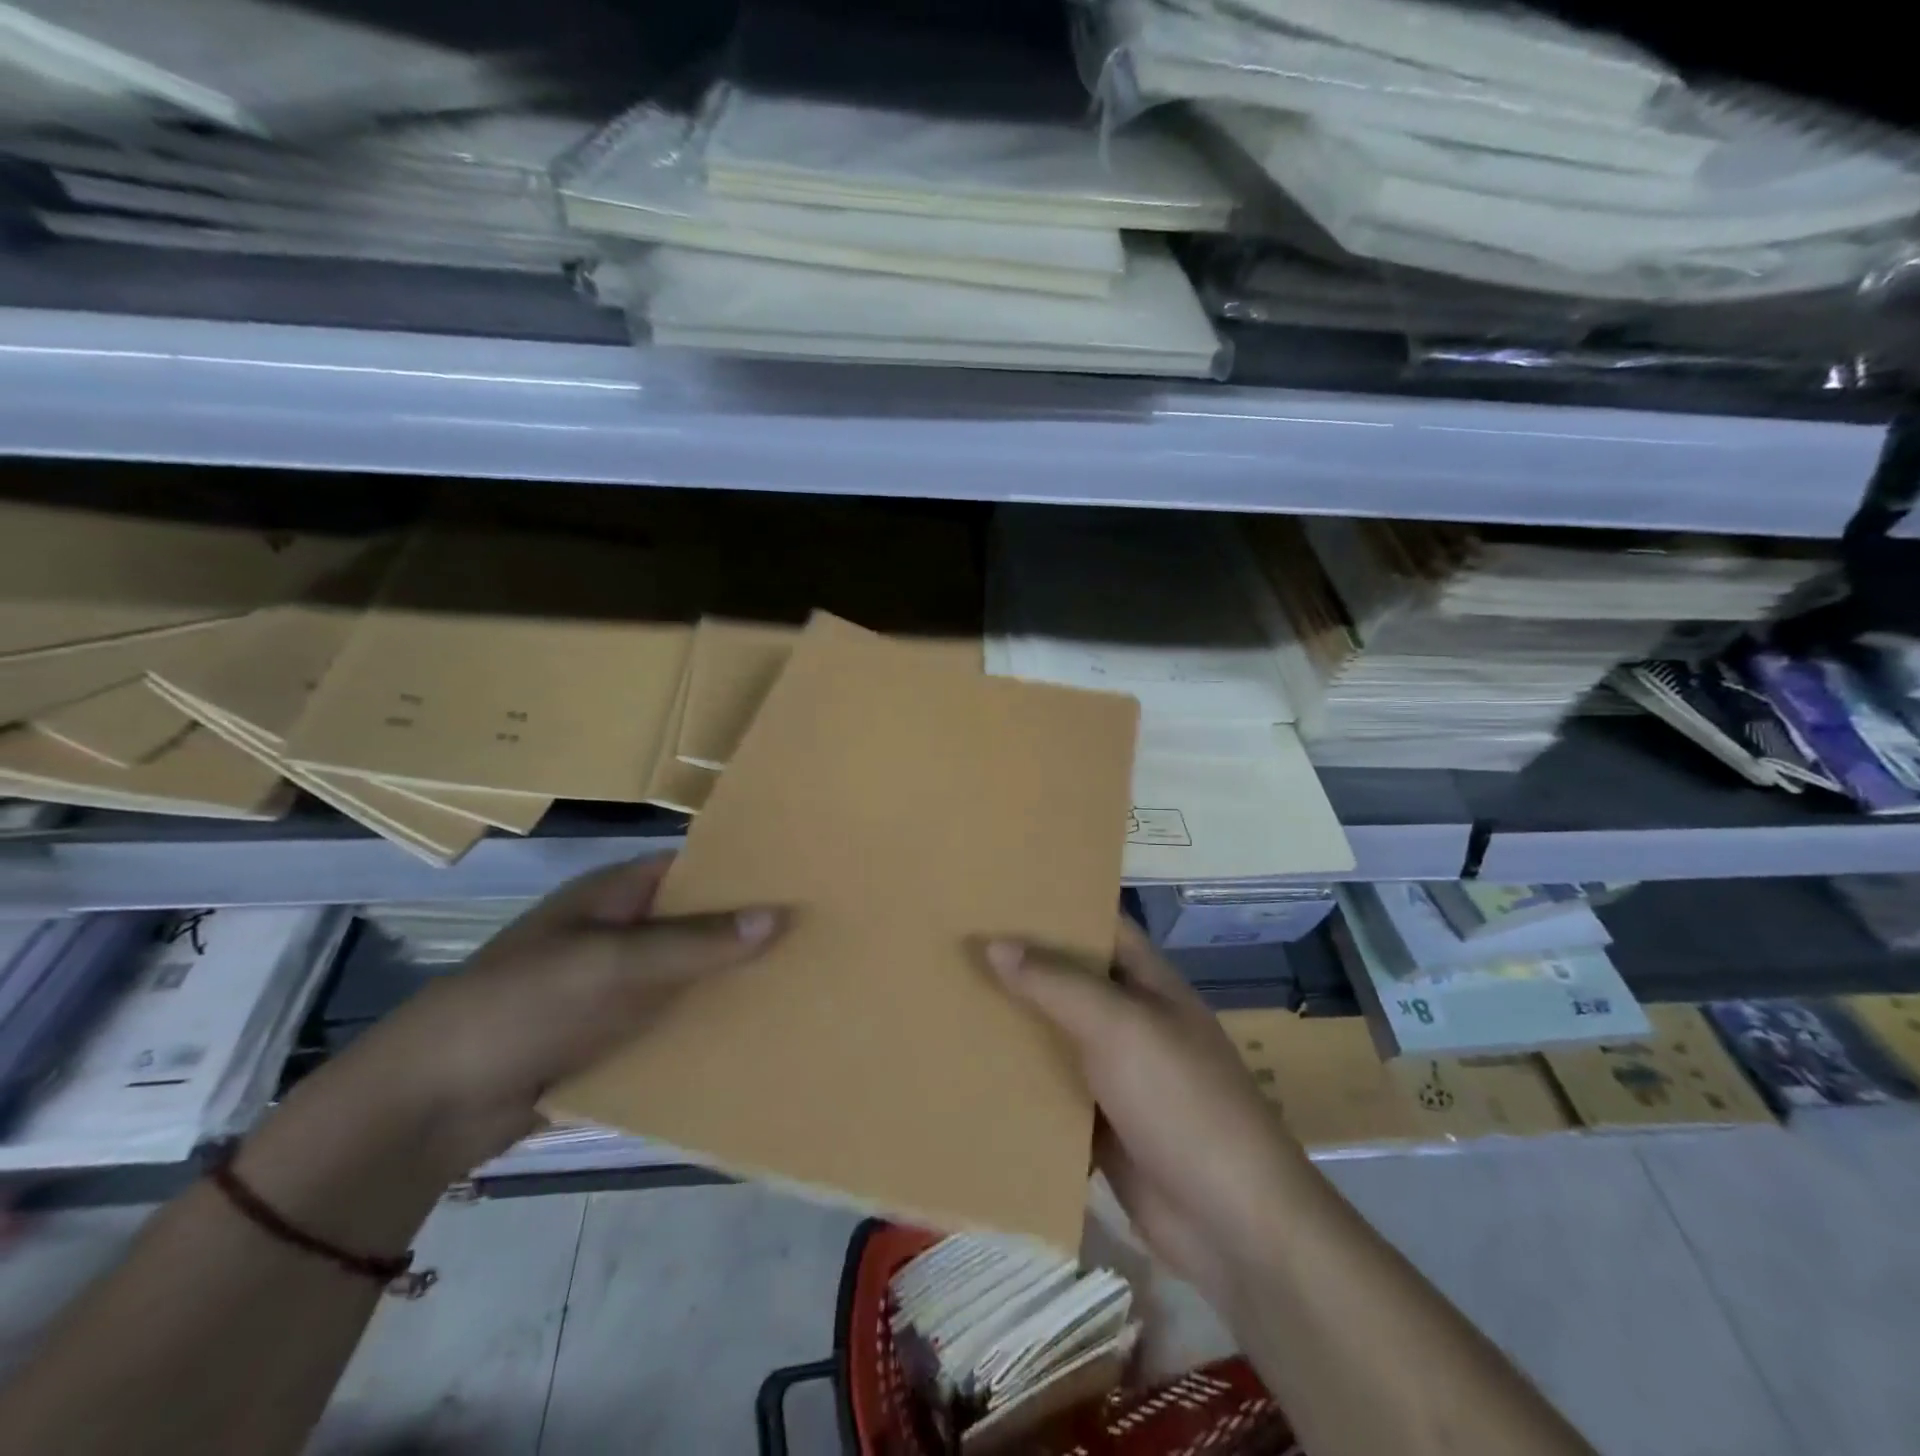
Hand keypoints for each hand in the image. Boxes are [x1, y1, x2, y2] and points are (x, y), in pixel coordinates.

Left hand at [306, 856, 784, 1178]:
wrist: (429, 1106)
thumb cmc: (520, 1007)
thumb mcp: (610, 965)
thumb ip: (694, 943)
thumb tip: (778, 915)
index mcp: (615, 895)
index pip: (693, 868)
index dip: (744, 870)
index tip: (803, 879)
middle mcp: (622, 933)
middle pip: (698, 923)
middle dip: (749, 930)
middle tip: (820, 935)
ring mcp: (617, 987)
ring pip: (691, 975)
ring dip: (733, 981)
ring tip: (806, 982)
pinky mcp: (613, 1036)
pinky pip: (674, 1021)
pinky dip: (708, 1025)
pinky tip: (759, 1034)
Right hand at [985, 918, 1308, 1305]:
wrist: (1230, 1223)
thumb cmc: (1180, 1101)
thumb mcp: (1119, 1027)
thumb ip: (1055, 983)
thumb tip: (994, 944)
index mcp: (1147, 982)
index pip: (1098, 925)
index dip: (1055, 906)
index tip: (997, 892)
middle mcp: (1130, 1019)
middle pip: (1069, 980)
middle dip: (1020, 964)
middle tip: (955, 943)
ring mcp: (1116, 1074)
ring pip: (1055, 1036)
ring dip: (1013, 1024)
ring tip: (948, 998)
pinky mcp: (1100, 1125)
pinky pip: (1050, 1091)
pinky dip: (1017, 1082)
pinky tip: (968, 1070)